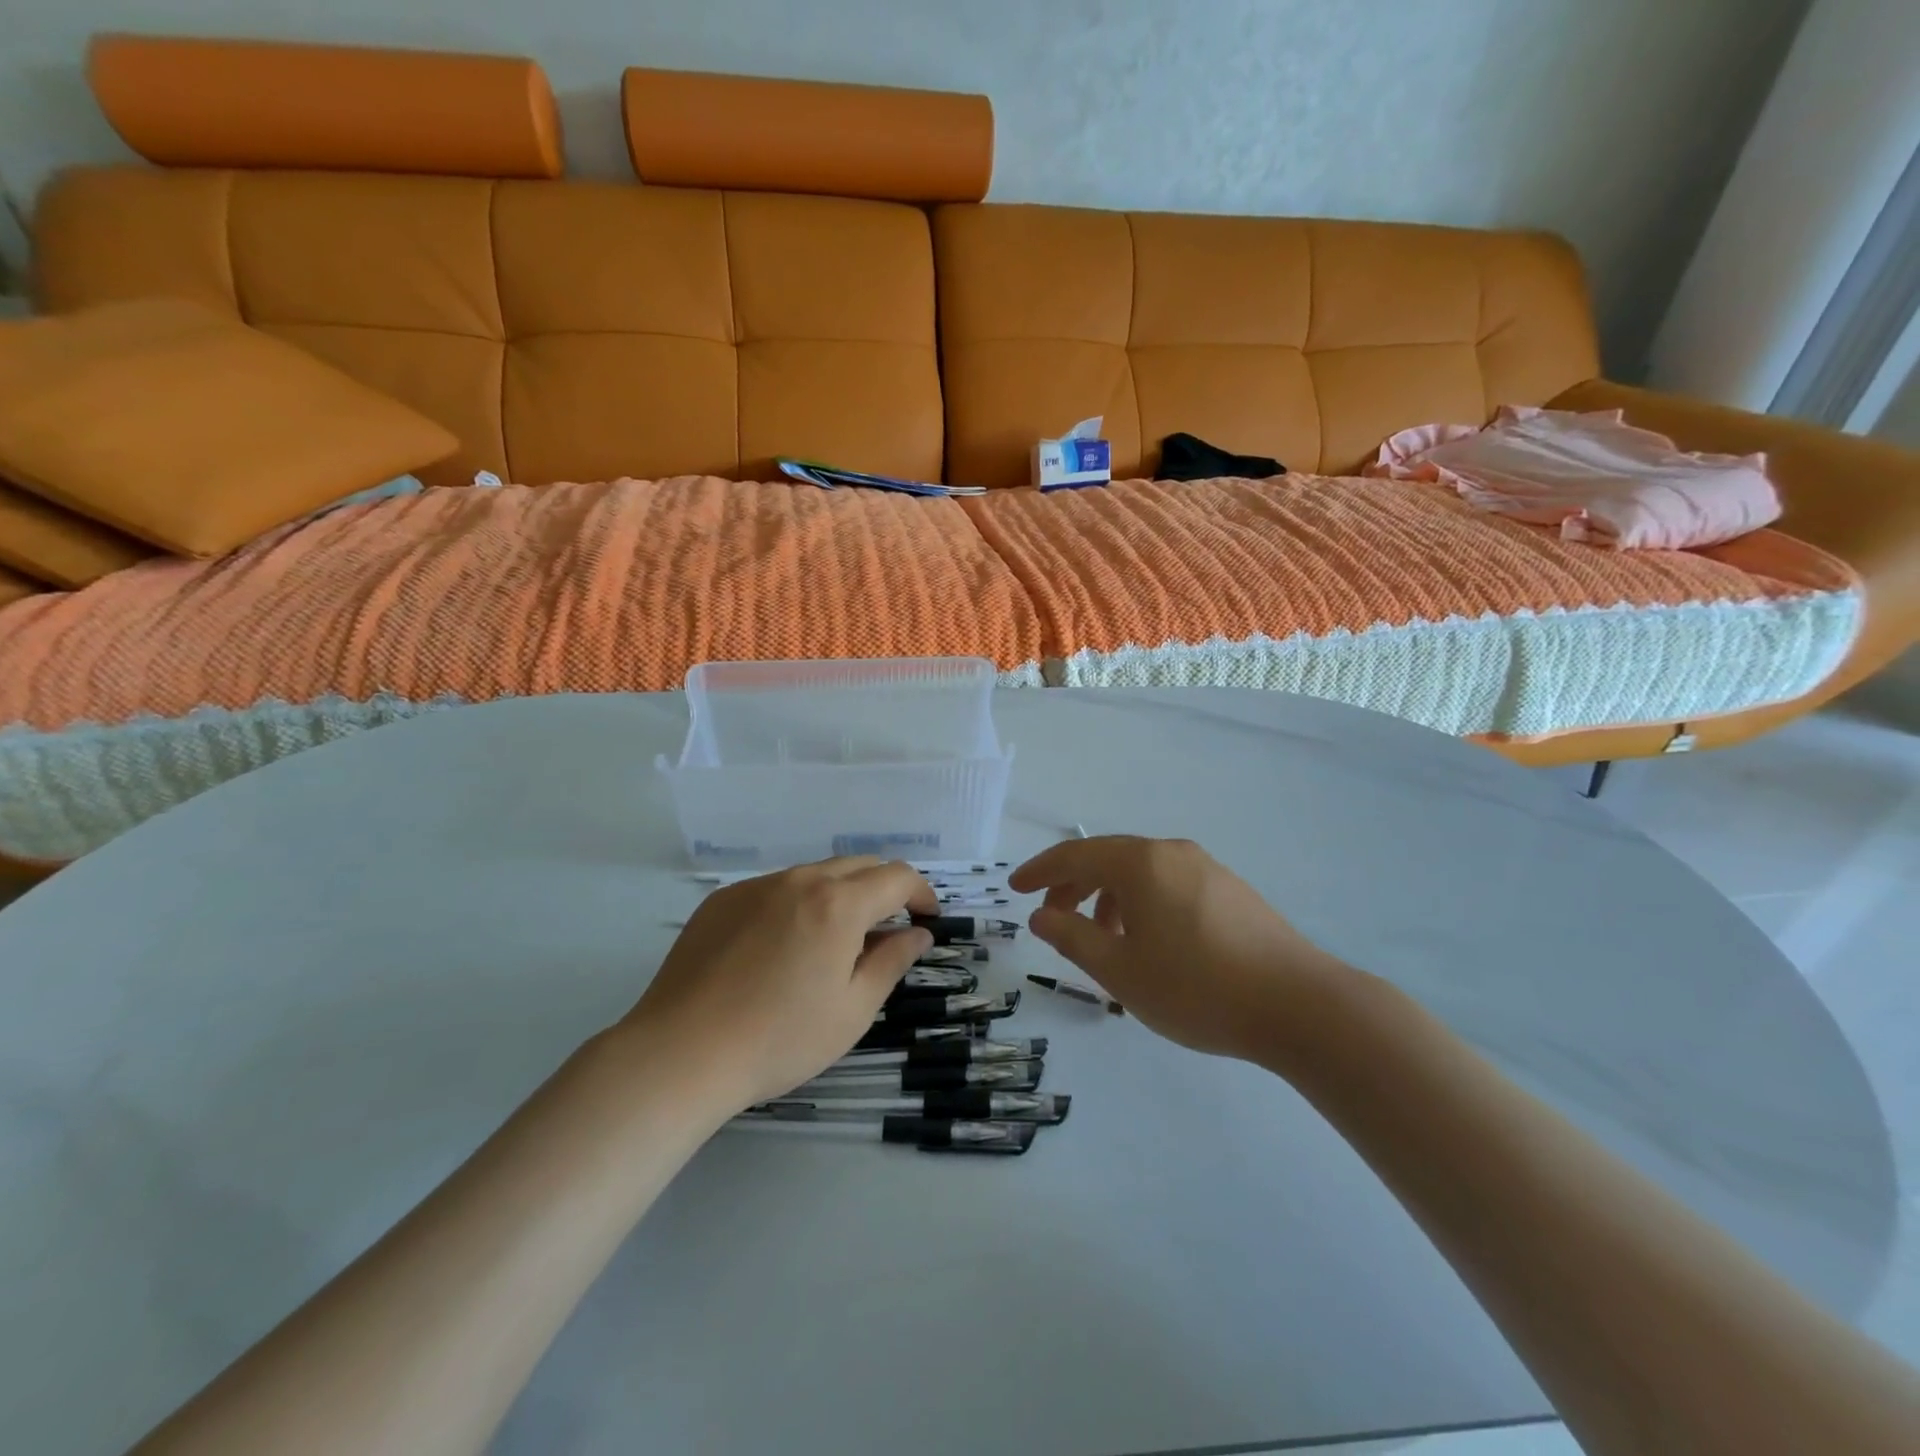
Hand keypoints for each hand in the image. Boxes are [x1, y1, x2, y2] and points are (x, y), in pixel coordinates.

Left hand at [620, 858, 937, 1112]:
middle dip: (884, 888)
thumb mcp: (852, 1009)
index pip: (897, 877)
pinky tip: (781, 948)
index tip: (926, 918)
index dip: (920, 892)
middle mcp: (799, 880)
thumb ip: (892, 961)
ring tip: (834, 941)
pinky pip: (775, 888)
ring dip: (840, 894)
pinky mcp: (722, 900)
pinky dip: (797, 904)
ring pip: (815, 874)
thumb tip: (918, 933)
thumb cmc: (780, 1039)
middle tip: (887, 929)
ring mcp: (756, 886)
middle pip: (858, 865)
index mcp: (838, 904)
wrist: (681, 1052)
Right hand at [1009, 836, 1347, 1062]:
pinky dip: (1142, 903)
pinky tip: (1149, 942)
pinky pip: (1169, 885)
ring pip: (1140, 873)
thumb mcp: (1120, 970)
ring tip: (1102, 940)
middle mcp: (1172, 853)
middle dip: (1073, 886)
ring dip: (1109, 898)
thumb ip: (1072, 937)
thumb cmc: (1196, 988)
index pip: (1075, 855)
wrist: (1300, 1005)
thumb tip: (1040, 915)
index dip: (1039, 871)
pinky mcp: (1231, 891)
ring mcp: (1207, 868)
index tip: (1014, 889)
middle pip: (1108, 859)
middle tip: (1052, 919)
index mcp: (1141, 863)